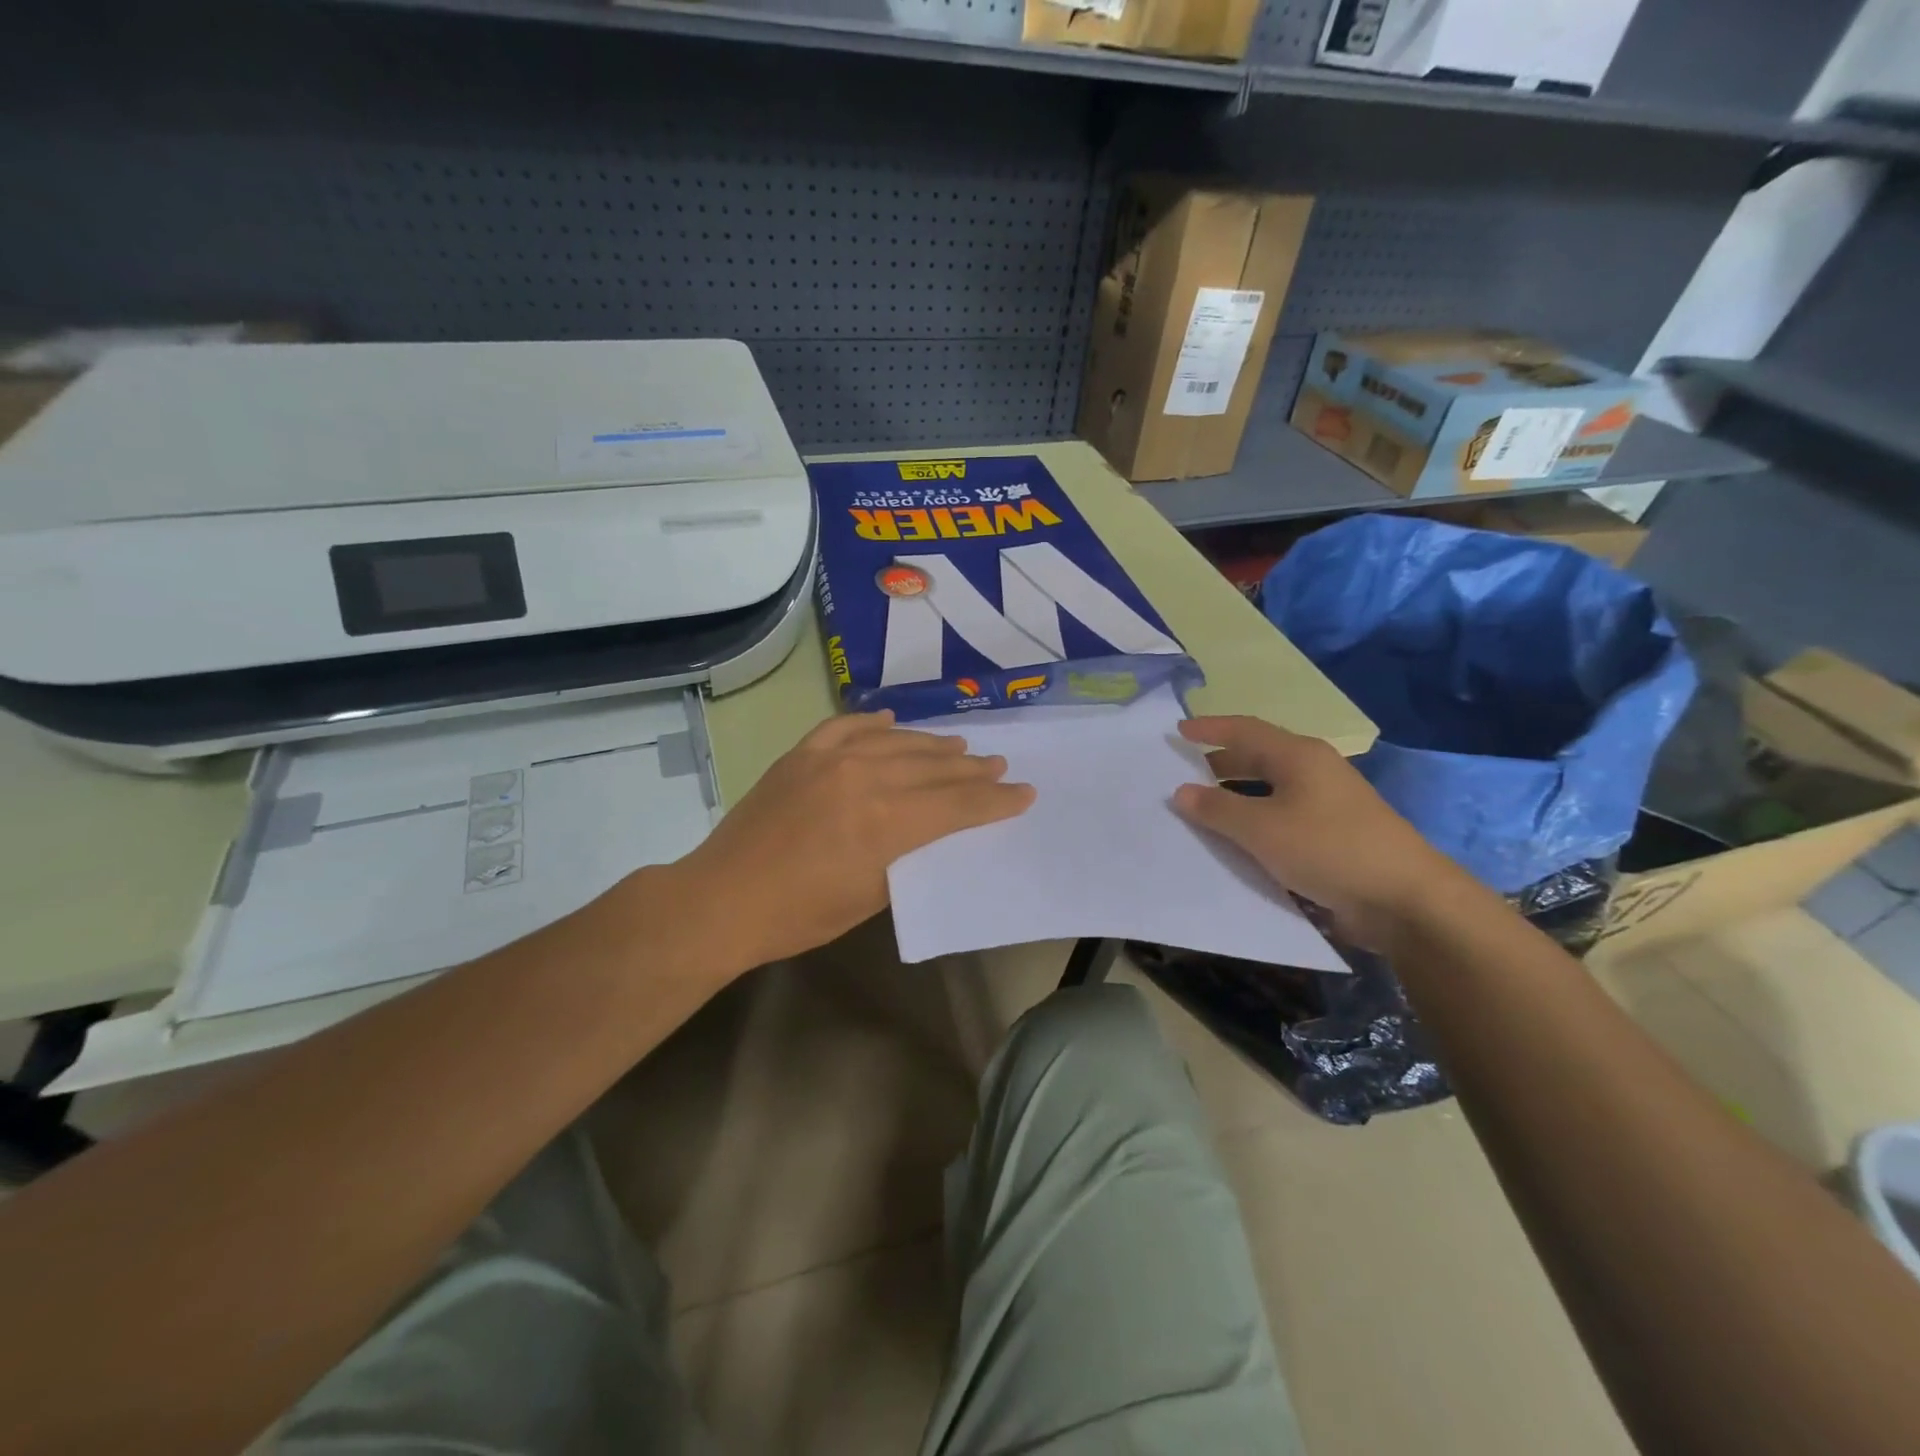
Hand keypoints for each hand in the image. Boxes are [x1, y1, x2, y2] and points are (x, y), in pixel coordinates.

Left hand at [674, 711, 1034, 969]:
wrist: (723, 900)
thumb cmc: (800, 915)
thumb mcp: (869, 898)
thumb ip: (906, 855)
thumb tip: (929, 832)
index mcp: (886, 822)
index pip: (956, 804)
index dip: (994, 800)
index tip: (1022, 792)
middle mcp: (864, 778)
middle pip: (933, 767)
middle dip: (971, 769)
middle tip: (999, 764)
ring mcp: (829, 759)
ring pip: (896, 742)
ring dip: (932, 744)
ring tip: (959, 746)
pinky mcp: (801, 754)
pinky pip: (846, 727)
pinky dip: (873, 722)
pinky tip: (892, 721)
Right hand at [1172, 716, 1466, 948]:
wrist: (1405, 899)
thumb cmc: (1327, 849)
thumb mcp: (1261, 828)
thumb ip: (1217, 809)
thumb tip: (1181, 791)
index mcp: (1298, 756)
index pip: (1244, 730)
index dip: (1209, 728)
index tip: (1178, 730)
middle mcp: (1314, 771)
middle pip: (1258, 756)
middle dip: (1219, 761)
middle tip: (1182, 771)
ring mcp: (1327, 802)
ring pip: (1270, 788)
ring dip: (1236, 793)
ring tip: (1202, 806)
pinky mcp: (1334, 833)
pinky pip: (1282, 815)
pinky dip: (1255, 819)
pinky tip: (1238, 838)